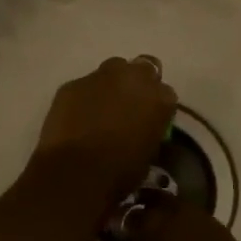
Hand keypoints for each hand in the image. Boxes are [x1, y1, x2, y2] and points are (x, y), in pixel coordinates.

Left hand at [30, 56, 177, 210]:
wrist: (76, 172)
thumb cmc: (120, 171)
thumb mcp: (149, 153)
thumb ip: (149, 130)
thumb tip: (141, 128)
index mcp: (160, 98)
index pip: (166, 93)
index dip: (156, 106)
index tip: (149, 119)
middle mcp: (134, 77)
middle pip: (143, 68)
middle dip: (138, 83)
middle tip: (128, 105)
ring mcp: (101, 76)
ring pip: (112, 70)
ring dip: (111, 85)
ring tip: (101, 108)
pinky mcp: (73, 83)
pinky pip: (84, 86)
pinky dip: (84, 97)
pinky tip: (77, 117)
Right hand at [123, 196, 240, 240]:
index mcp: (154, 228)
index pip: (131, 215)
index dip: (122, 222)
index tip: (118, 231)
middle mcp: (178, 215)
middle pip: (158, 200)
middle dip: (147, 207)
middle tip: (140, 222)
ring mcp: (204, 220)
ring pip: (180, 207)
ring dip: (170, 214)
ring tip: (165, 232)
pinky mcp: (224, 231)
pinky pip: (199, 220)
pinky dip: (189, 226)